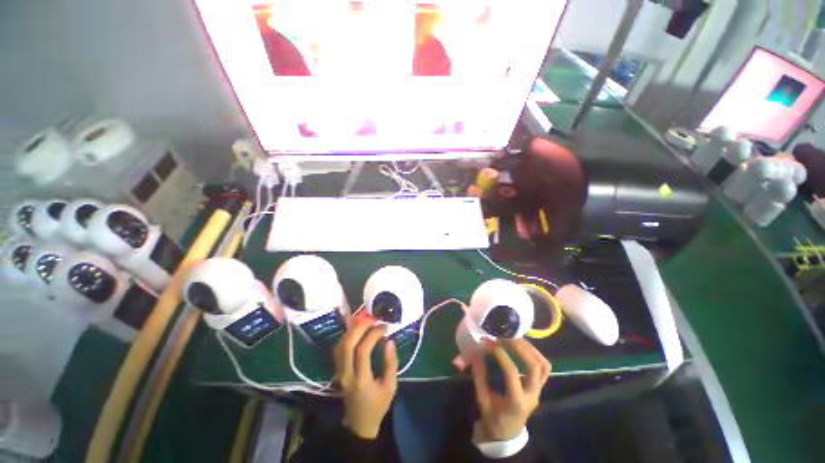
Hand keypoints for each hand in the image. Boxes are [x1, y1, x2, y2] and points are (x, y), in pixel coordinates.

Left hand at [333, 318, 398, 438]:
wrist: (359, 423)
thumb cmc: (378, 405)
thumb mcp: (390, 386)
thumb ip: (390, 363)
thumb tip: (389, 341)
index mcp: (361, 380)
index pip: (362, 351)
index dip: (373, 335)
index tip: (385, 327)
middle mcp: (346, 374)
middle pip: (347, 344)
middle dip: (360, 327)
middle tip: (373, 318)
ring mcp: (339, 372)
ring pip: (341, 345)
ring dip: (353, 329)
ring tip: (367, 321)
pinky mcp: (338, 370)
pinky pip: (340, 348)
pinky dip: (348, 335)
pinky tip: (358, 330)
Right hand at [471, 338, 551, 441]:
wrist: (507, 434)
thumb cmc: (493, 418)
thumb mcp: (482, 400)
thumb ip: (479, 376)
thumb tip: (475, 352)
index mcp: (516, 401)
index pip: (511, 372)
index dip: (500, 354)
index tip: (487, 341)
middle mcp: (532, 394)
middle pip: (534, 366)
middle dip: (519, 347)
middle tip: (503, 335)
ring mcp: (539, 390)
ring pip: (543, 365)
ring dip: (529, 348)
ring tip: (513, 336)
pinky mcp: (539, 387)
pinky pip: (544, 367)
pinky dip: (535, 353)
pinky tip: (522, 345)